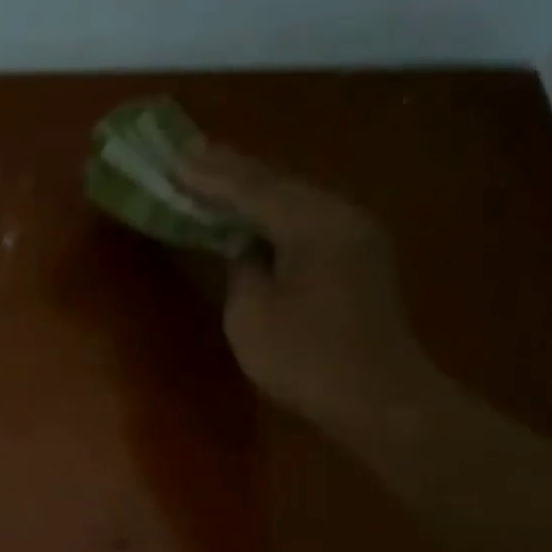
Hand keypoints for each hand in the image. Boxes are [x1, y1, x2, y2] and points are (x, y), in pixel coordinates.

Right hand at [179, 145, 437, 437]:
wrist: (377, 398)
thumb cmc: (305, 358)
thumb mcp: (252, 314)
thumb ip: (242, 268)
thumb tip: (245, 246)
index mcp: (314, 224)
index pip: (253, 190)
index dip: (210, 177)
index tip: (174, 159)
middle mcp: (341, 216)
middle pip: (279, 184)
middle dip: (232, 170)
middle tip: (191, 154)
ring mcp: (356, 236)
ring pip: (295, 199)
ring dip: (254, 188)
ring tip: (216, 173)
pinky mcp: (358, 258)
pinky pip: (307, 220)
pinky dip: (274, 212)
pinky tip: (254, 210)